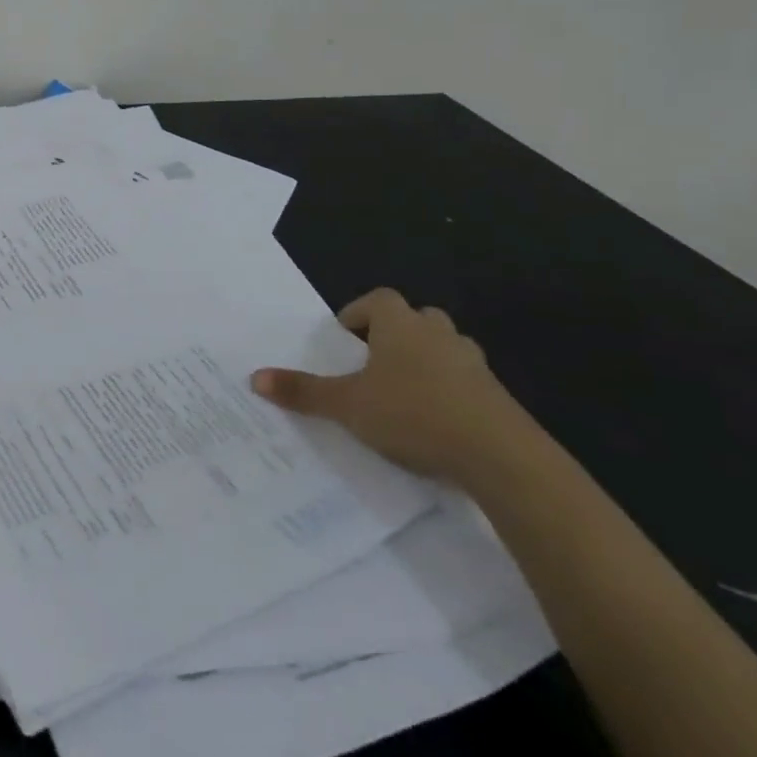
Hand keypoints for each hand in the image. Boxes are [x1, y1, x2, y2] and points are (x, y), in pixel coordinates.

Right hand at [251, 287, 529, 481]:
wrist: (502, 457)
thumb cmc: (413, 414)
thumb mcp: (348, 405)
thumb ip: (303, 391)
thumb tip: (254, 377)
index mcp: (399, 324)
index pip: (377, 299)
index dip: (358, 314)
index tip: (345, 340)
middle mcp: (437, 333)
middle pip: (413, 318)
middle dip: (392, 335)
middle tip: (371, 364)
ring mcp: (472, 362)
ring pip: (443, 347)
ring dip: (423, 361)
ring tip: (401, 393)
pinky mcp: (497, 396)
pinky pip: (465, 381)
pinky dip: (448, 391)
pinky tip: (434, 423)